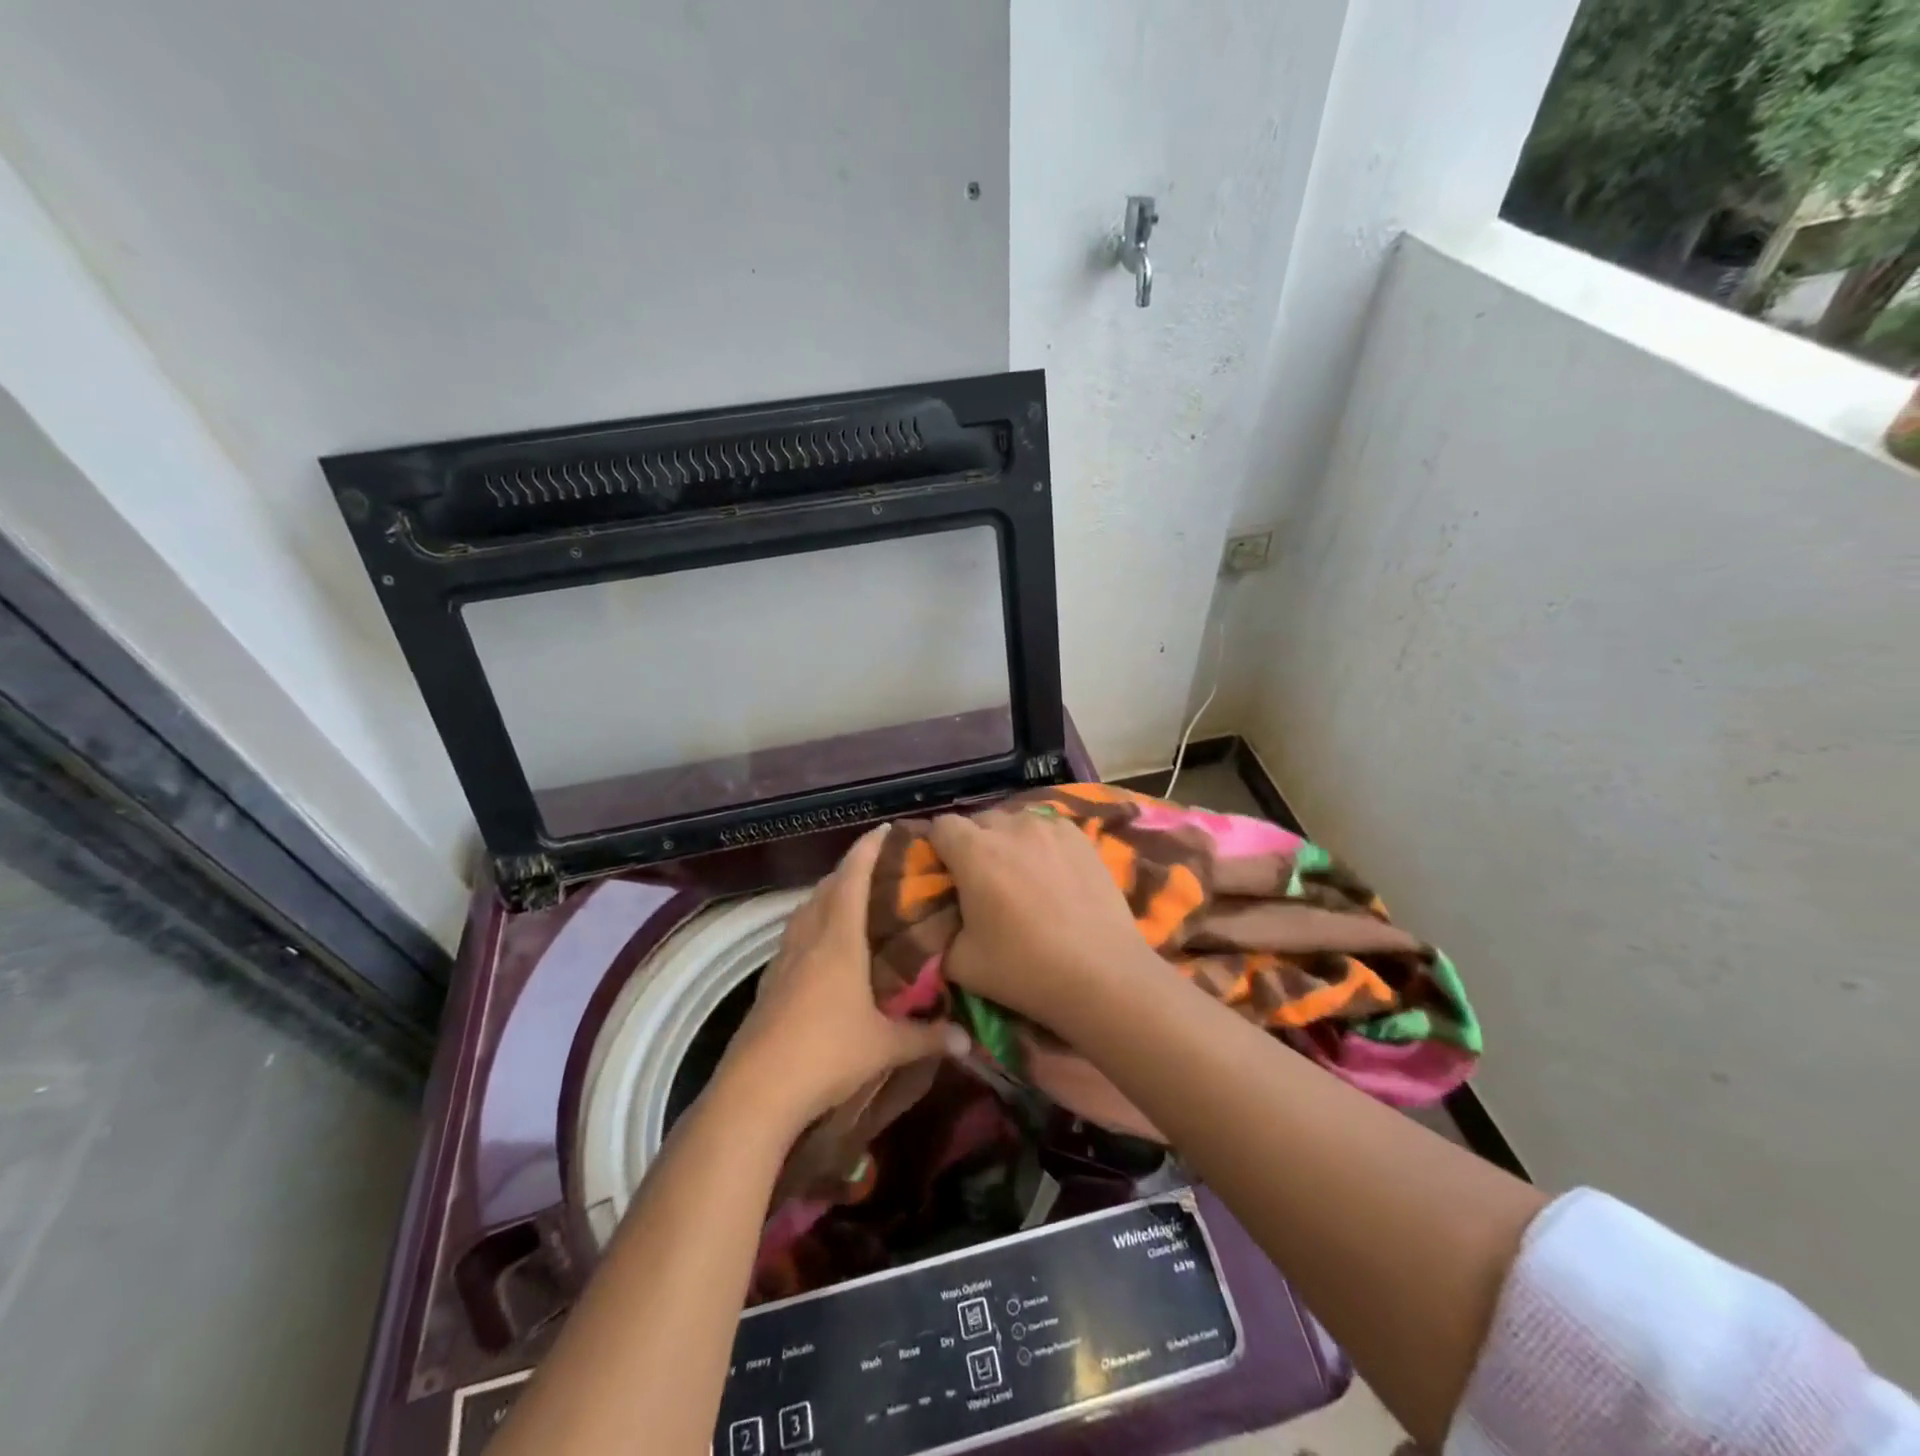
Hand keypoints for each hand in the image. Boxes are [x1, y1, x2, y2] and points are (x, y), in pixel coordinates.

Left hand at [721, 826, 964, 1131]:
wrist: (756, 1091)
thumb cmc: (826, 1054)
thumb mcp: (884, 1047)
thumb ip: (927, 1038)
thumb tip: (968, 1041)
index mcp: (838, 940)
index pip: (852, 878)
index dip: (867, 849)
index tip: (884, 829)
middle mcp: (808, 940)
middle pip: (825, 889)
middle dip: (849, 871)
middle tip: (877, 869)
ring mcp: (782, 962)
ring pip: (804, 913)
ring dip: (826, 897)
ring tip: (850, 902)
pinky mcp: (768, 985)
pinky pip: (793, 939)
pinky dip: (810, 928)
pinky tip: (820, 950)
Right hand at [928, 808, 1149, 1028]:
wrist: (1102, 974)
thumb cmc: (1024, 969)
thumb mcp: (961, 963)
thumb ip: (939, 933)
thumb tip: (939, 921)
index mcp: (974, 851)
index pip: (941, 826)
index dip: (938, 848)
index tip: (946, 874)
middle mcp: (1011, 826)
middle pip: (979, 821)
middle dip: (974, 844)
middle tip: (983, 881)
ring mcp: (1050, 827)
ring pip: (1016, 821)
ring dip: (1009, 841)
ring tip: (1021, 875)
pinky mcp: (1081, 837)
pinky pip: (1048, 829)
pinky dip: (1042, 844)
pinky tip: (1053, 875)